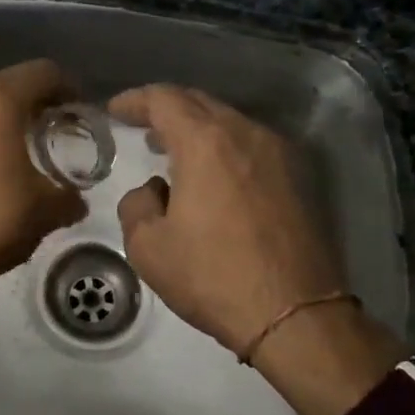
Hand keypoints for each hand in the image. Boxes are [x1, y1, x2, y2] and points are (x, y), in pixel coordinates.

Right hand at [110, 85, 403, 414]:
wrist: (296, 315)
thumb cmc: (213, 277)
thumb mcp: (148, 247)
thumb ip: (136, 205)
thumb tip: (154, 190)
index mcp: (205, 142)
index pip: (164, 99)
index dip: (134, 100)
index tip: (114, 110)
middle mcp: (246, 134)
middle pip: (199, 102)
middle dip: (166, 108)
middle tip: (141, 126)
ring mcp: (278, 153)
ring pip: (229, 121)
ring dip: (197, 128)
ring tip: (173, 150)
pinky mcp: (299, 176)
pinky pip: (250, 144)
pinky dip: (223, 146)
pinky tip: (212, 174)